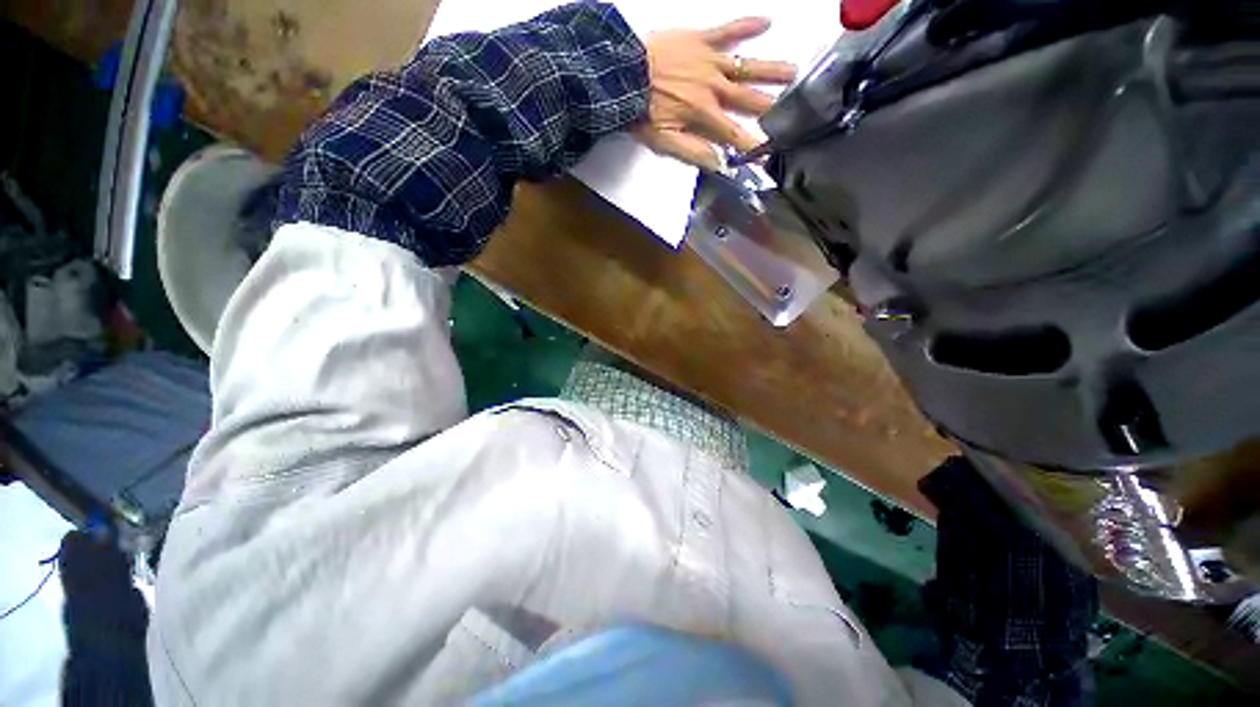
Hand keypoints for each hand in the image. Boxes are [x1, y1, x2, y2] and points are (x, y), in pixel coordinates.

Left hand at [635, 18, 796, 170]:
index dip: (753, 144)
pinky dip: (747, 25)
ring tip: (794, 72)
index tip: (770, 154)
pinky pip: (728, 29)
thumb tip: (719, 164)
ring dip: (771, 70)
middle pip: (750, 99)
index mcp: (705, 115)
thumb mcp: (665, 140)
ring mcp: (710, 61)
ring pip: (747, 66)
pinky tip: (766, 21)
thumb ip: (693, 152)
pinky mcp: (701, 38)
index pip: (735, 134)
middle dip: (773, 106)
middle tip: (797, 109)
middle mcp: (715, 88)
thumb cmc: (642, 111)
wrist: (622, 73)